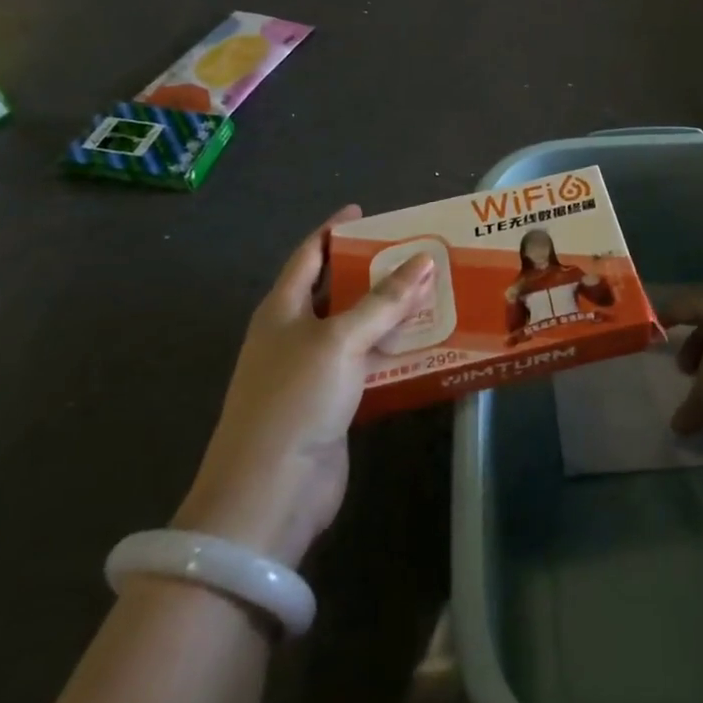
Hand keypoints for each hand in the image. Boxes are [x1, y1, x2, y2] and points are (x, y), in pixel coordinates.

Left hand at [175, 205, 434, 566]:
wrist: (270, 491)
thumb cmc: (295, 399)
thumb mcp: (340, 340)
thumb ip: (383, 302)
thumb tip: (423, 261)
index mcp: (282, 309)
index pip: (309, 256)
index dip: (334, 231)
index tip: (364, 212)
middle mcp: (295, 334)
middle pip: (336, 290)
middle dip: (372, 271)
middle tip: (415, 251)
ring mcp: (313, 370)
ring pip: (357, 328)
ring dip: (389, 312)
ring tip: (431, 289)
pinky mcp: (334, 402)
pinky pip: (368, 362)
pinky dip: (393, 350)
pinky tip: (425, 341)